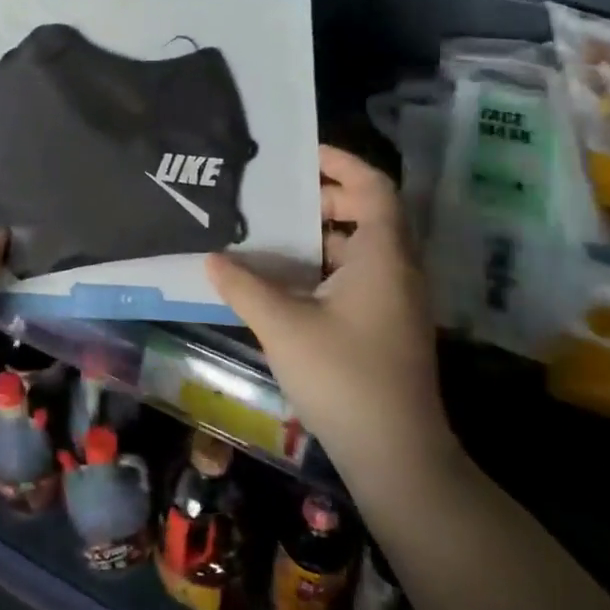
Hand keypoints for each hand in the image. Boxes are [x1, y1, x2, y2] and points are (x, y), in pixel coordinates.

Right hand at [207, 146, 459, 502]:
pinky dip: (325, 266)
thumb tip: (211, 258)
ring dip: (321, 235)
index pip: (374, 186)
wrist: (397, 456)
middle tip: (276, 197)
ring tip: (271, 233)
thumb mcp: (283, 326)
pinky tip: (285, 281)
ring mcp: (396, 301)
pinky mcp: (387, 326)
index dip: (341, 162)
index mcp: (383, 256)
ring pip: (362, 248)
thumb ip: (244, 286)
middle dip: (324, 198)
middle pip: (369, 213)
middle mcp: (398, 270)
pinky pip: (358, 276)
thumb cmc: (344, 378)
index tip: (301, 154)